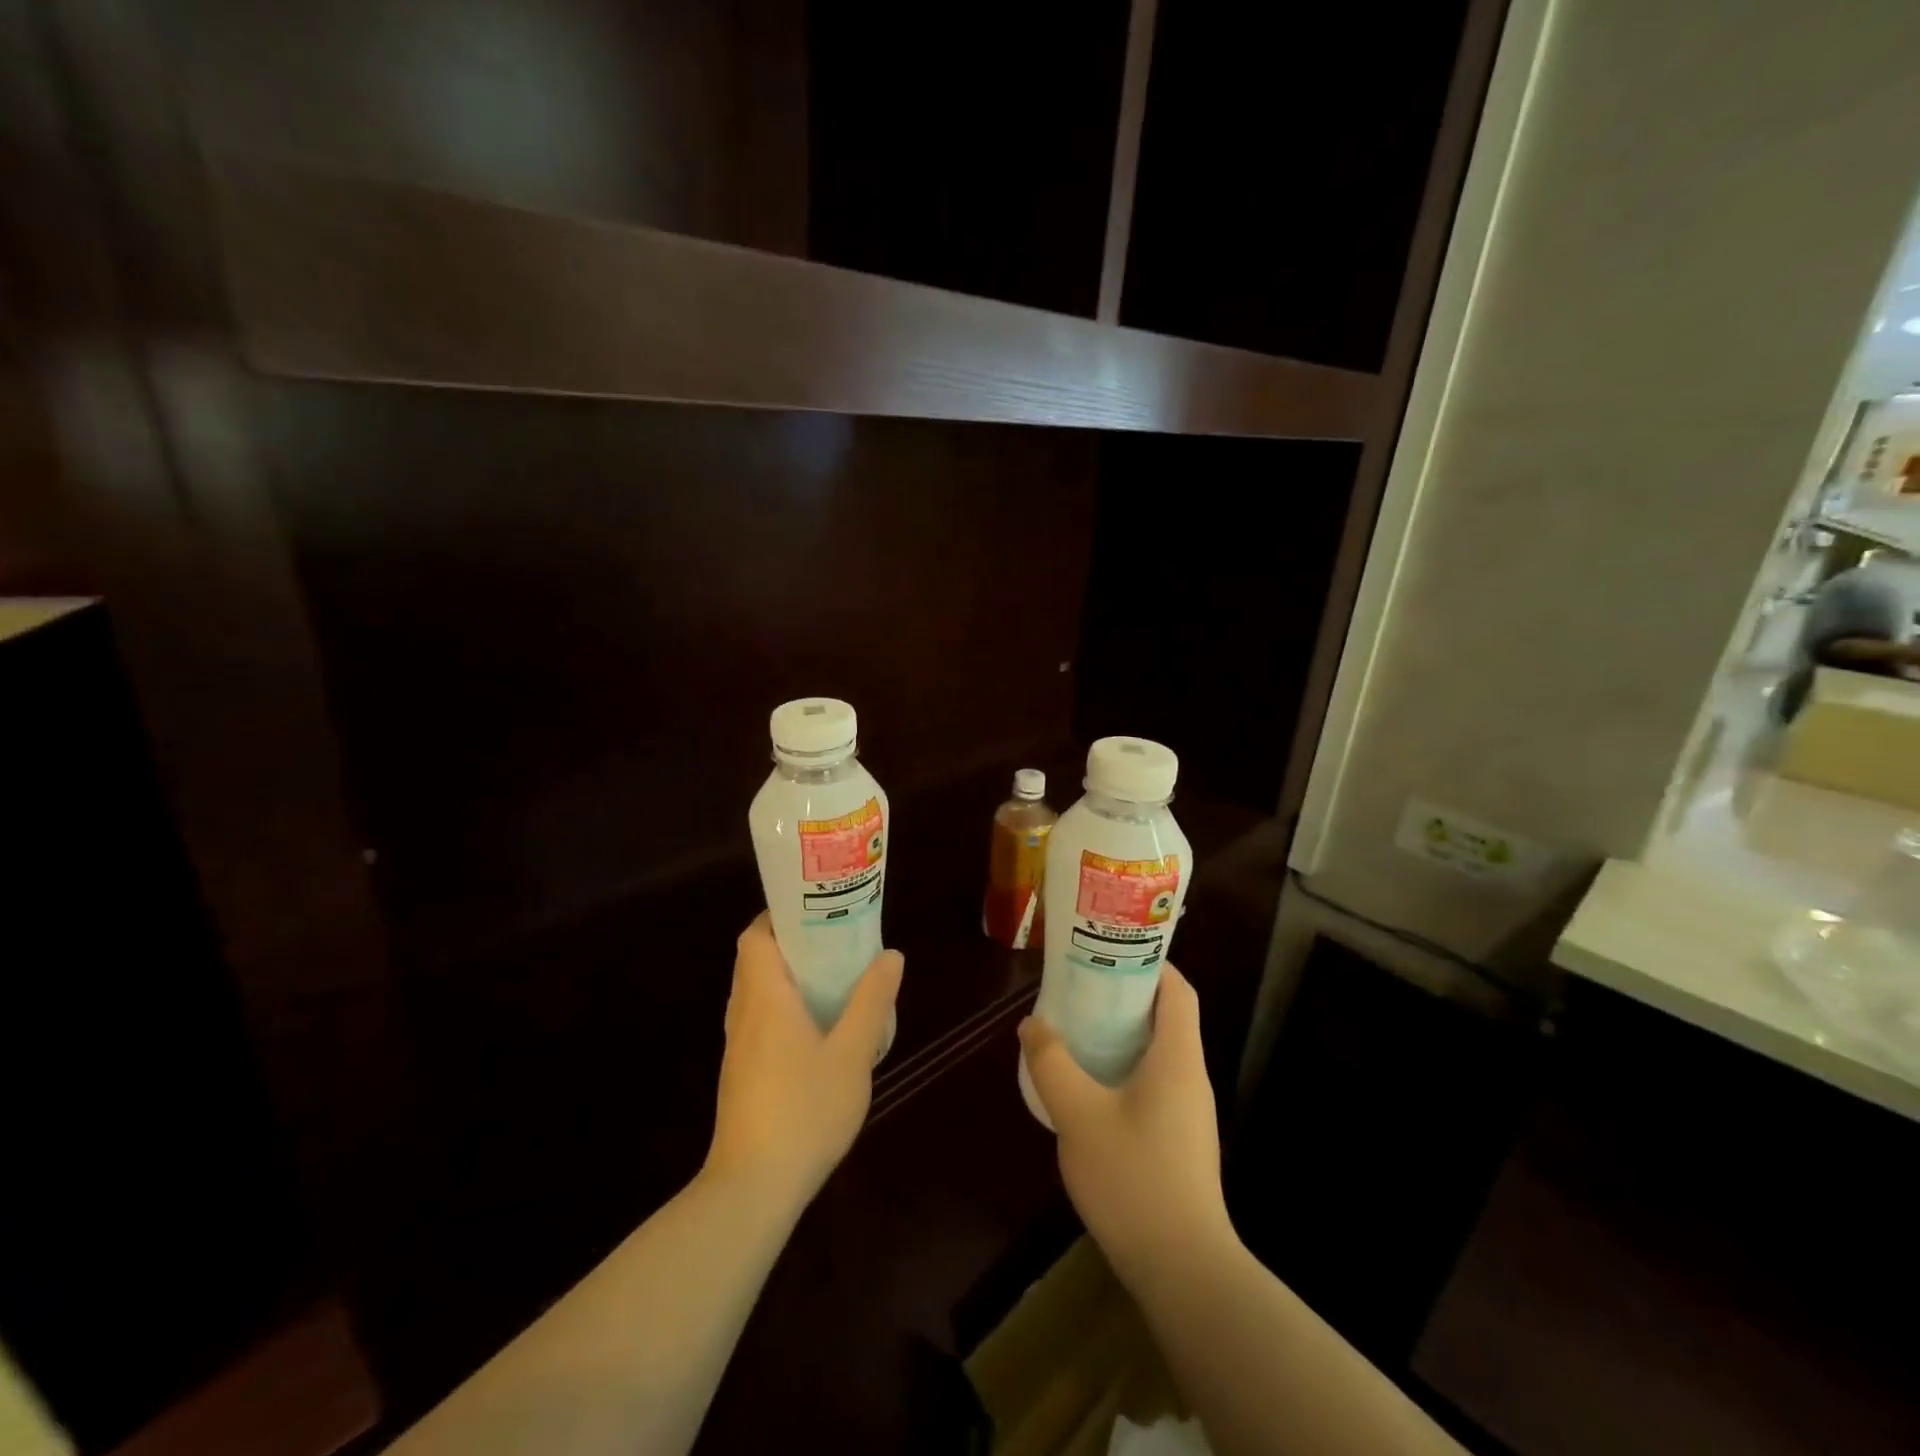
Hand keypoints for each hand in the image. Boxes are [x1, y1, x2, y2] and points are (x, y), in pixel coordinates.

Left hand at [704, 914, 903, 1209]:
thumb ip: (871, 1001)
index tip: (816, 911)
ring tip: (833, 977)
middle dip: (791, 943)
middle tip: (834, 940)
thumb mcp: (852, 1053)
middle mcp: (744, 1013)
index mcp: (765, 997)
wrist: (753, 1188)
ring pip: (756, 991)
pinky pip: (759, 1019)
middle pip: (755, 960)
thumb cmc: (804, 1110)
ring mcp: (739, 1045)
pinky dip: (783, 1007)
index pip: (755, 936)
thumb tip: (890, 955)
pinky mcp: (742, 1072)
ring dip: (787, 976)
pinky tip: (818, 1028)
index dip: (779, 916)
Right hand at [1019, 965, 1233, 1287]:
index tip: (1107, 953)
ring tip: (1076, 1030)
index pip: (1177, 989)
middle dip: (1124, 996)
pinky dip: (1124, 1069)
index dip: (1149, 963)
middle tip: (1079, 988)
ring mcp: (1189, 1112)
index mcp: (1177, 1057)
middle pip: (1166, 1017)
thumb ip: (1052, 1064)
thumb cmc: (1134, 1179)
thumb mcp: (1079, 1115)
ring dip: (1121, 1035)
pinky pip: (1154, 1084)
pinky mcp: (1180, 1141)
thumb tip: (1033, 1024)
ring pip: (1158, 1053)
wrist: (1184, 1271)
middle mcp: (1191, 1077)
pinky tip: (1089, 1088)